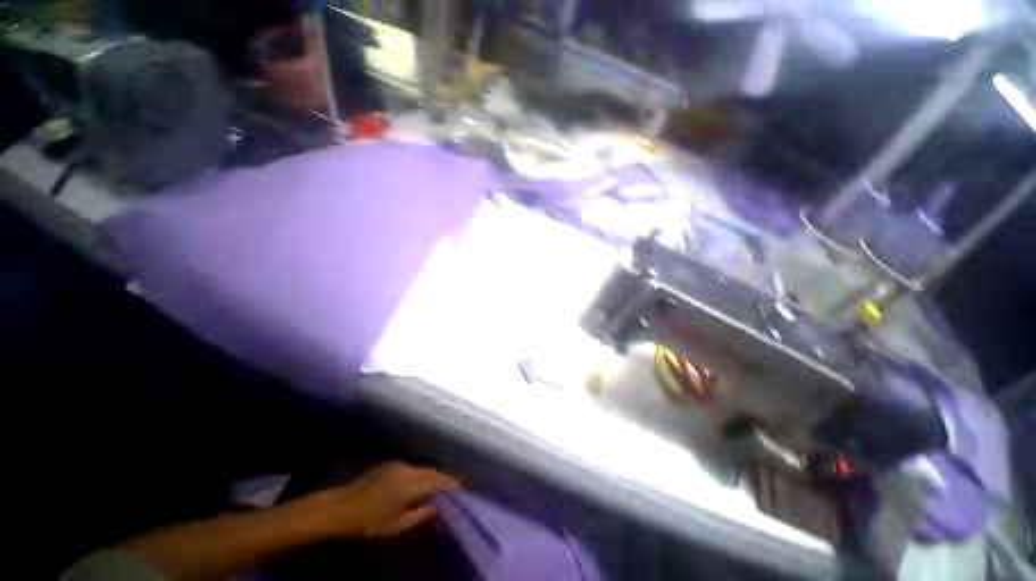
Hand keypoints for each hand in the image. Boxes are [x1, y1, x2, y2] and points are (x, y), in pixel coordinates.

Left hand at [298, 462, 460, 538]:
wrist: (340, 507)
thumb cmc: (368, 522)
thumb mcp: (395, 525)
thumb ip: (419, 515)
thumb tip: (436, 507)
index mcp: (409, 483)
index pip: (437, 480)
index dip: (451, 483)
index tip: (463, 487)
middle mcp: (407, 469)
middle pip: (431, 471)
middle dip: (444, 479)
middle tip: (454, 488)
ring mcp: (398, 465)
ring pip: (422, 469)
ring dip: (432, 476)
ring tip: (440, 487)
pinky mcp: (390, 465)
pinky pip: (412, 468)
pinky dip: (420, 475)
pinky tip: (420, 484)